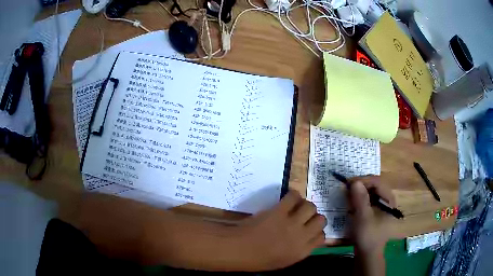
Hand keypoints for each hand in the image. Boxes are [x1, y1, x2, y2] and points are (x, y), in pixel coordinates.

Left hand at [237, 190, 325, 270]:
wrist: (239, 249)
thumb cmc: (258, 260)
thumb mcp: (284, 261)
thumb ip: (298, 250)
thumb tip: (306, 239)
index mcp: (302, 251)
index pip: (321, 237)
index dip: (317, 231)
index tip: (309, 229)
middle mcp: (301, 237)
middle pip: (321, 220)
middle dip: (314, 217)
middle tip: (304, 216)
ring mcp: (291, 223)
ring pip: (311, 207)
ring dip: (305, 206)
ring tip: (297, 207)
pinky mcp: (279, 211)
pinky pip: (293, 197)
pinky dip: (293, 196)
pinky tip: (288, 200)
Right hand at [348, 176, 394, 253]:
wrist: (367, 254)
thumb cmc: (368, 236)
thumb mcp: (363, 218)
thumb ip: (360, 199)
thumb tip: (354, 182)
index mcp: (389, 200)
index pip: (377, 182)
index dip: (363, 180)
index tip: (348, 183)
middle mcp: (387, 200)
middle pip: (374, 185)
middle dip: (360, 185)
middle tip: (346, 188)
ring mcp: (381, 205)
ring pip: (370, 191)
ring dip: (358, 191)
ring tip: (347, 195)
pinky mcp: (375, 211)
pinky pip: (367, 199)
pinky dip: (358, 198)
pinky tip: (351, 203)